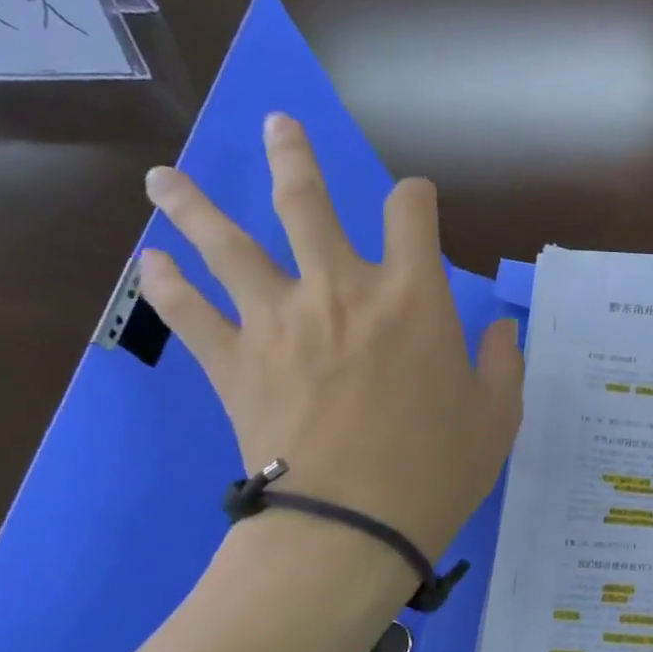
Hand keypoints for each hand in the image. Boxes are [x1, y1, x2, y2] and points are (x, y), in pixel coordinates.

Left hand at [138, 113, 523, 560]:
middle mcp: (341, 289)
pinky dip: (166, 287)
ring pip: (227, 244)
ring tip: (164, 178)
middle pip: (306, 203)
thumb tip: (501, 329)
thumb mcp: (497, 416)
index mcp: (413, 297)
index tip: (414, 201)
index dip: (414, 196)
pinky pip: (189, 314)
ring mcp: (279, 321)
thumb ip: (502, 363)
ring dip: (194, 205)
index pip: (410, 213)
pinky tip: (149, 264)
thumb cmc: (437, 469)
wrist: (351, 526)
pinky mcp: (233, 363)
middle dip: (294, 157)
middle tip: (277, 126)